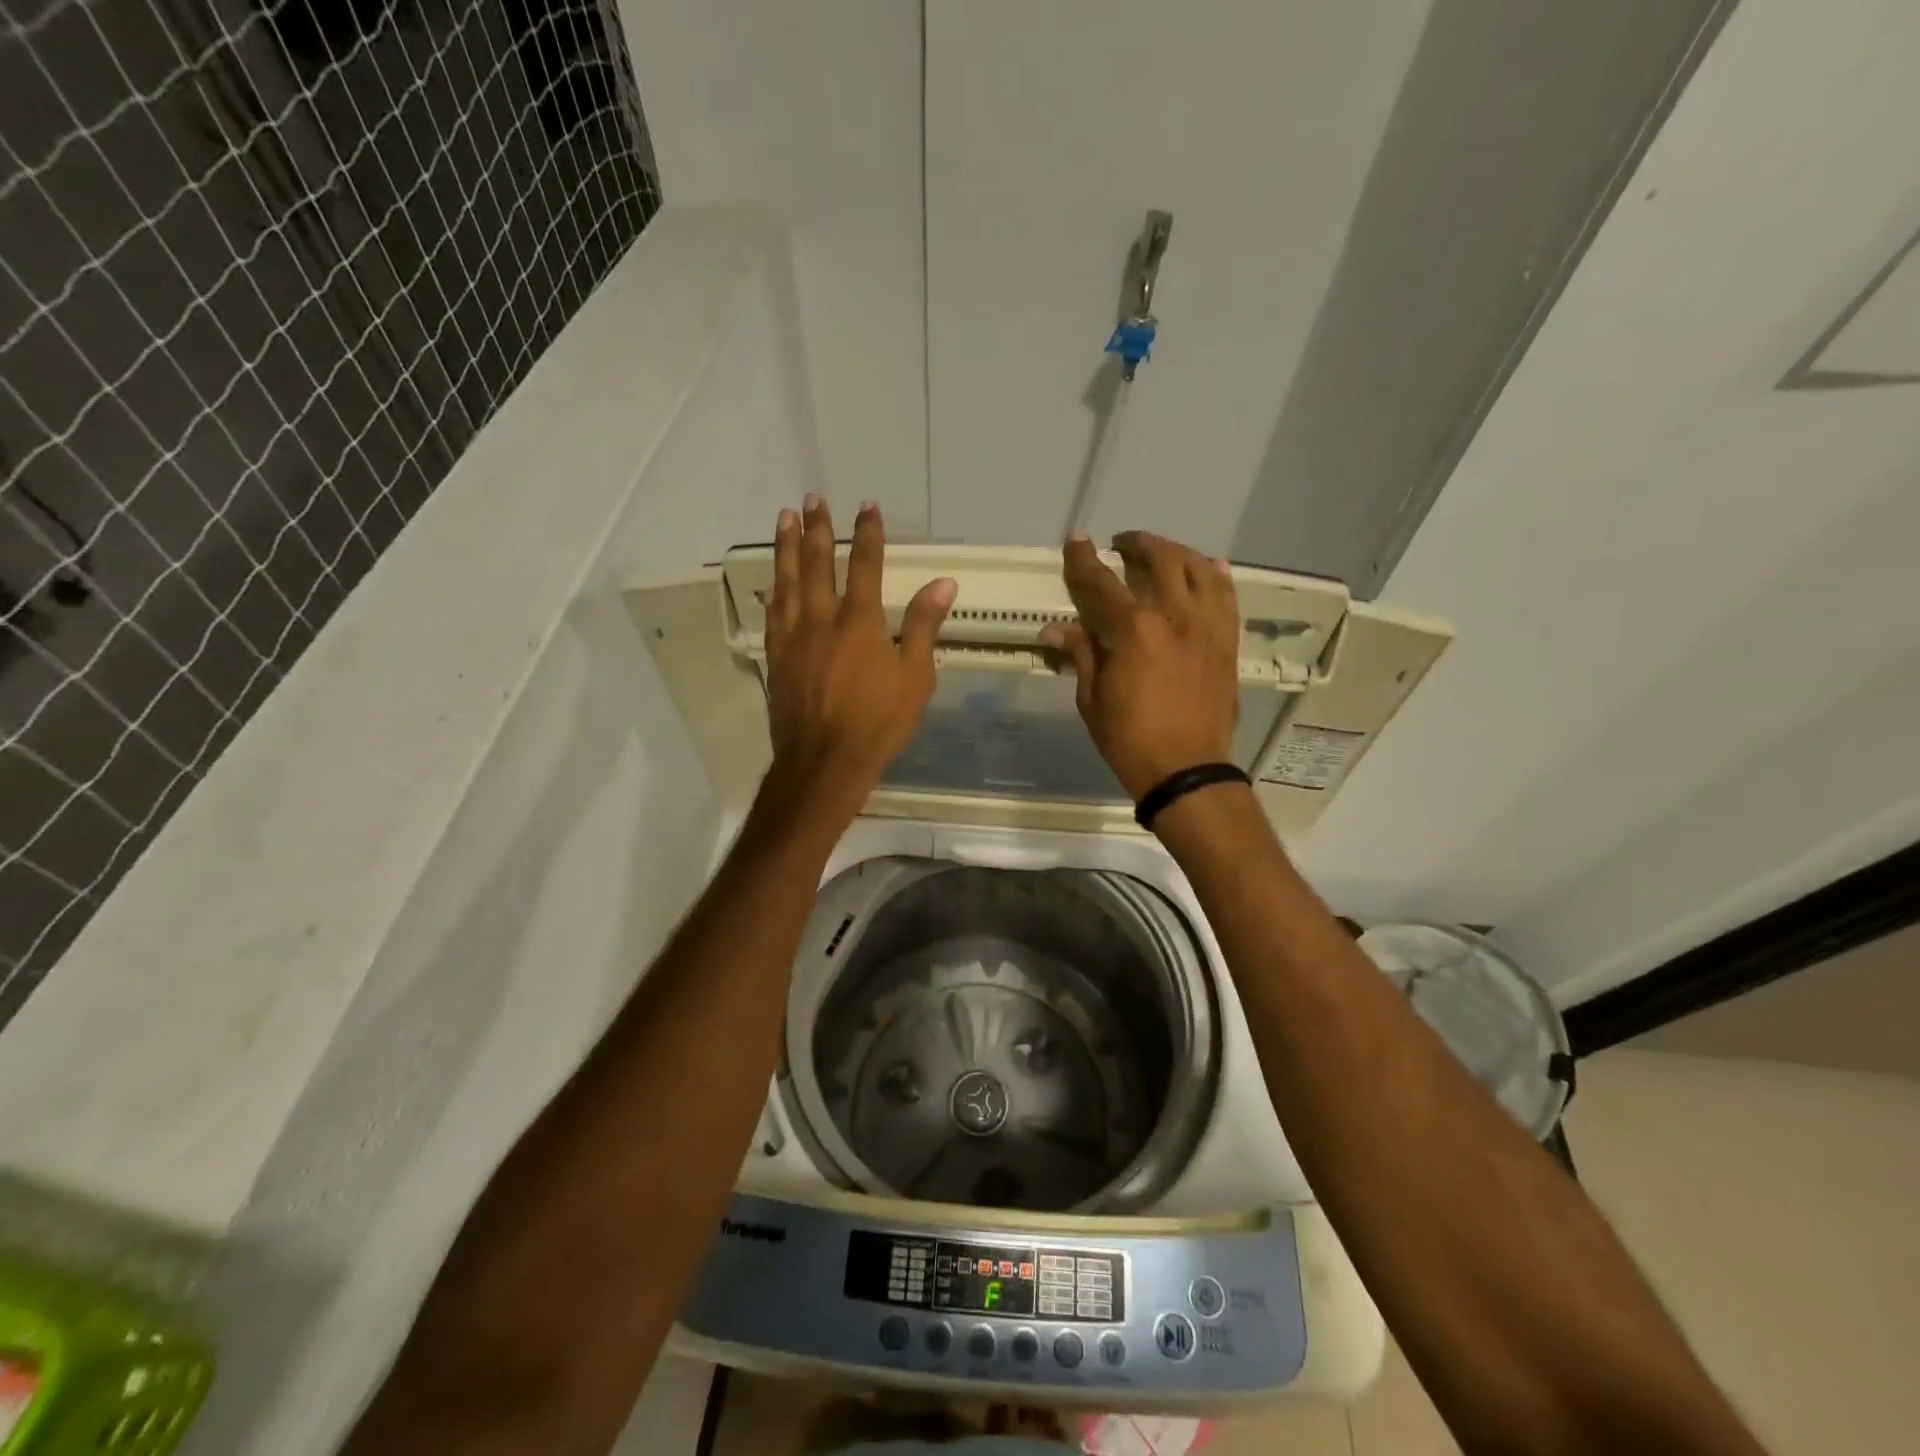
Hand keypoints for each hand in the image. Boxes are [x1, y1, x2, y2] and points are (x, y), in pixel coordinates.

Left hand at [762, 496, 955, 818]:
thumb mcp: (915, 677)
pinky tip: (772, 579)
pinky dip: (772, 589)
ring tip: (784, 518)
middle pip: (818, 563)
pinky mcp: (776, 657)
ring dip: (787, 547)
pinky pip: (771, 612)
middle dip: (818, 528)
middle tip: (812, 499)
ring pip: (787, 580)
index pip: (865, 565)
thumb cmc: (878, 722)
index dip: (867, 533)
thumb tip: (944, 583)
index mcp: (859, 621)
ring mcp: (793, 637)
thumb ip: (924, 626)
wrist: (824, 761)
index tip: (866, 506)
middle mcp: (821, 619)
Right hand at [1040, 531, 1239, 800]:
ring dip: (1176, 552)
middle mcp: (1175, 616)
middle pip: (1159, 560)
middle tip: (1122, 545)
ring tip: (1162, 553)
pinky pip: (1226, 596)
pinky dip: (1215, 576)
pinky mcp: (1227, 641)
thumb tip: (1055, 630)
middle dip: (1137, 545)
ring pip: (1198, 569)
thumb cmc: (1129, 739)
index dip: (1084, 560)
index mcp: (1134, 630)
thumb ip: (1081, 655)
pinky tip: (1207, 568)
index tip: (1077, 541)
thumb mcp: (1093, 699)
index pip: (1102, 582)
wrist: (1186, 769)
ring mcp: (1207, 626)